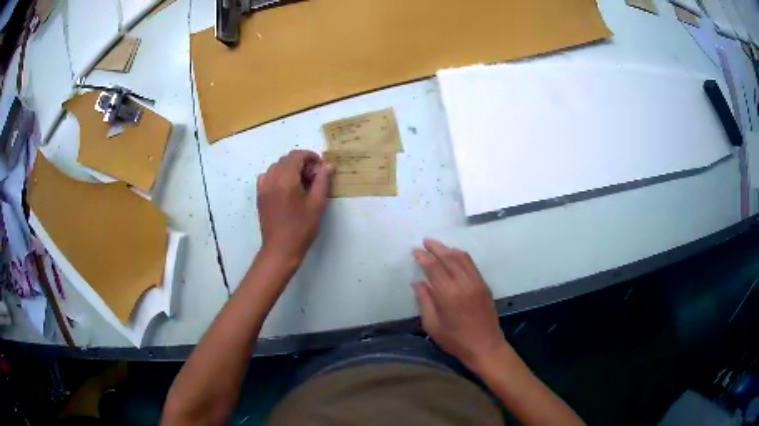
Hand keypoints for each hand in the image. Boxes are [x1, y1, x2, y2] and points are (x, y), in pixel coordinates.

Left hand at [257, 150, 332, 265]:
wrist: (280, 249)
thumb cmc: (301, 228)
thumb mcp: (317, 204)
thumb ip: (322, 181)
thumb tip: (328, 165)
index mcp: (286, 179)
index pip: (297, 156)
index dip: (310, 157)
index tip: (320, 167)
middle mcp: (272, 179)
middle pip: (286, 160)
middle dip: (301, 163)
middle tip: (313, 178)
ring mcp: (263, 187)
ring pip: (276, 167)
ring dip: (289, 169)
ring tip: (300, 184)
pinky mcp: (260, 195)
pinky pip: (267, 176)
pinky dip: (277, 176)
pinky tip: (285, 188)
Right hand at [412, 239, 508, 370]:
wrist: (485, 346)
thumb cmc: (455, 341)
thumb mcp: (433, 326)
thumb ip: (424, 302)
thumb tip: (417, 283)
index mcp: (448, 295)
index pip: (434, 268)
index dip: (423, 257)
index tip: (415, 251)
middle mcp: (464, 284)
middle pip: (449, 257)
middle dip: (435, 247)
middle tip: (424, 242)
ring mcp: (476, 283)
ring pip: (462, 258)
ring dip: (448, 249)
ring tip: (437, 246)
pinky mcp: (484, 285)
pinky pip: (472, 264)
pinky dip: (461, 256)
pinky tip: (454, 256)